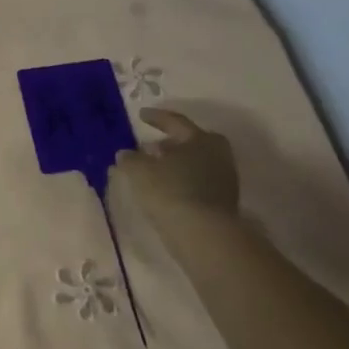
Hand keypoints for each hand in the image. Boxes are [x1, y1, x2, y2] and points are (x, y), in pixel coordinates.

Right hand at [117, 108, 240, 219]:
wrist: (203, 233)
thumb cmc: (170, 191)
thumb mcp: (140, 171)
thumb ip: (130, 159)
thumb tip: (126, 153)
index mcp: (201, 139)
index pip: (175, 122)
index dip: (156, 118)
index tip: (141, 115)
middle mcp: (217, 153)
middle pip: (189, 142)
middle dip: (168, 143)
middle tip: (149, 146)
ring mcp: (223, 178)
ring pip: (193, 163)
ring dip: (174, 164)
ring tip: (153, 170)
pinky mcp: (222, 200)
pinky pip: (196, 182)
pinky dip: (180, 181)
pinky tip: (164, 189)